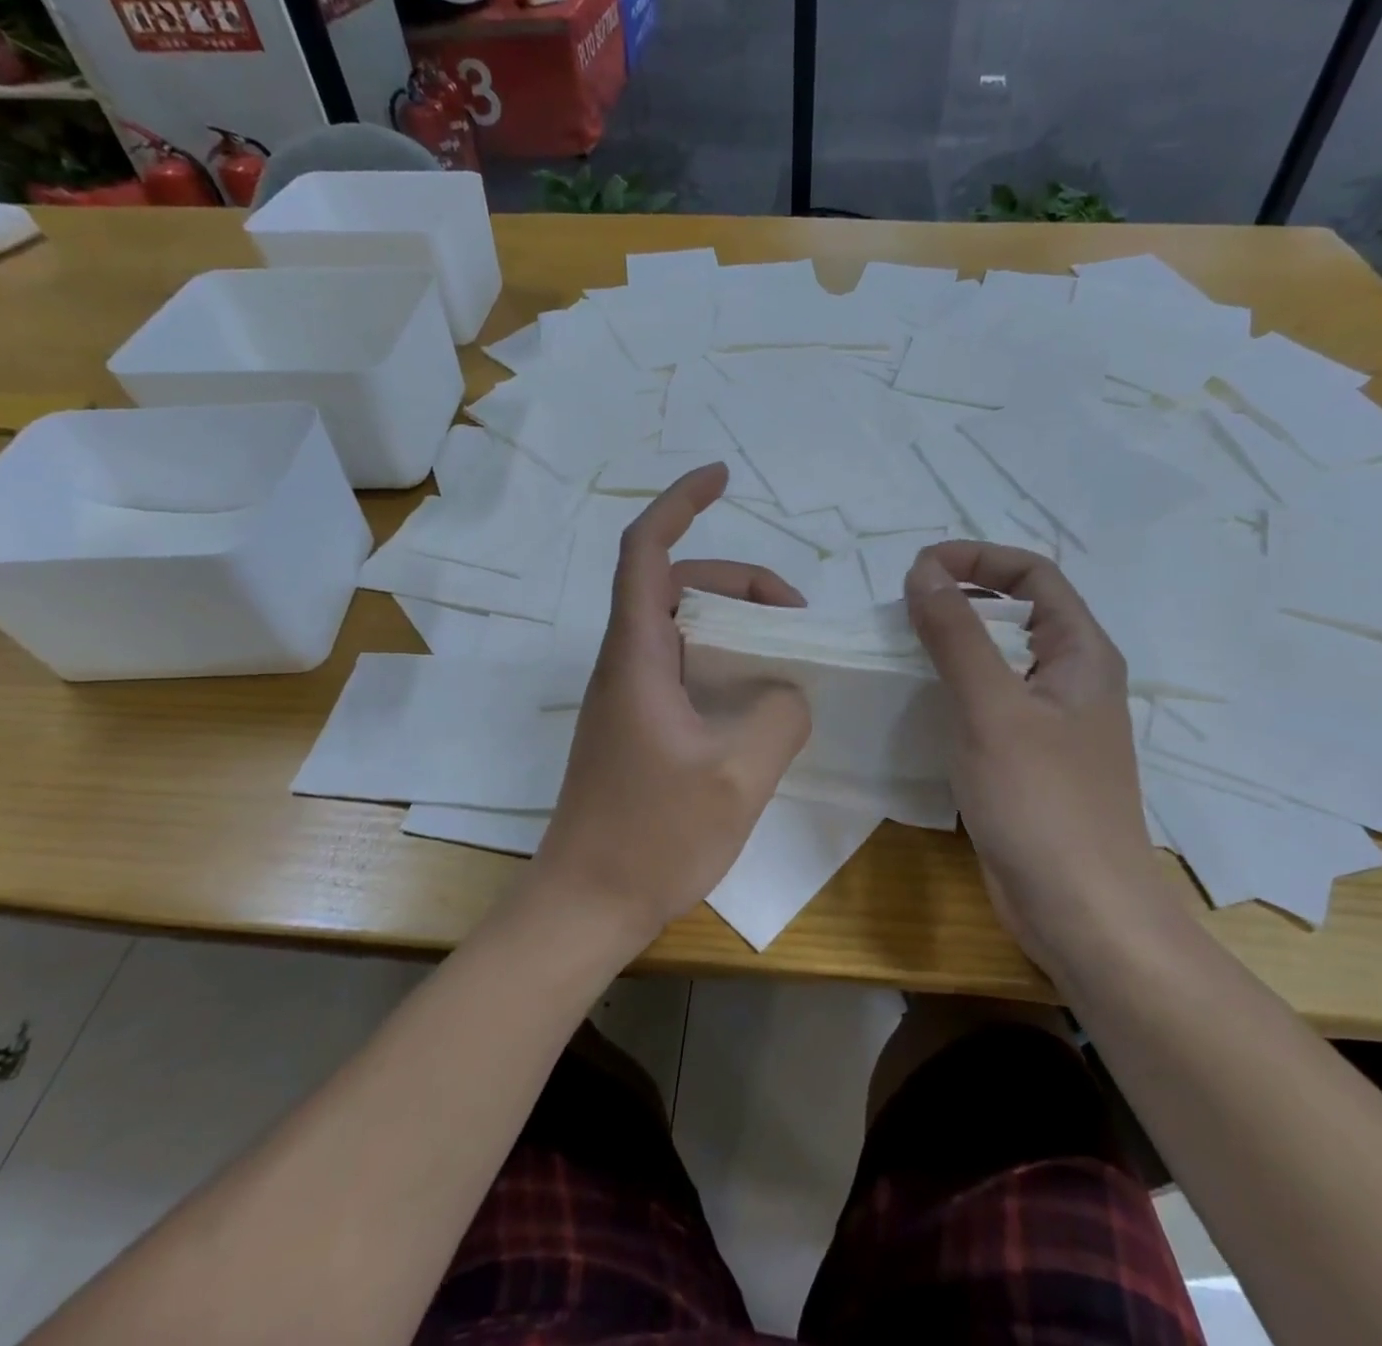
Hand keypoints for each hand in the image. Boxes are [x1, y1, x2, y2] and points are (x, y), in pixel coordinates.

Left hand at [535, 464, 811, 949]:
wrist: (586, 904)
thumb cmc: (653, 838)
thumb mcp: (738, 776)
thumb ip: (780, 715)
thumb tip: (787, 691)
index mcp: (637, 656)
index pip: (648, 551)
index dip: (681, 503)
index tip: (722, 478)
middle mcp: (626, 663)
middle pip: (675, 585)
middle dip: (738, 580)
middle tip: (795, 613)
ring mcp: (629, 695)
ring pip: (682, 627)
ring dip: (734, 622)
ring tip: (787, 650)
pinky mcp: (637, 725)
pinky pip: (684, 667)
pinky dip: (724, 660)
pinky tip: (760, 694)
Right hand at [904, 542, 1154, 967]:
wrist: (1081, 912)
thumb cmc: (1042, 801)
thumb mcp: (991, 707)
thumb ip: (956, 634)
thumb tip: (924, 569)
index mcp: (1081, 652)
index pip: (1032, 574)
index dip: (978, 558)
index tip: (919, 569)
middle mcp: (1071, 678)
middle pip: (1015, 613)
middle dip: (959, 599)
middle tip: (902, 612)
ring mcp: (1050, 722)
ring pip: (998, 660)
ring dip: (952, 645)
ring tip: (900, 652)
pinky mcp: (1028, 760)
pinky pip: (988, 703)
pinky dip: (953, 690)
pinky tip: (917, 705)